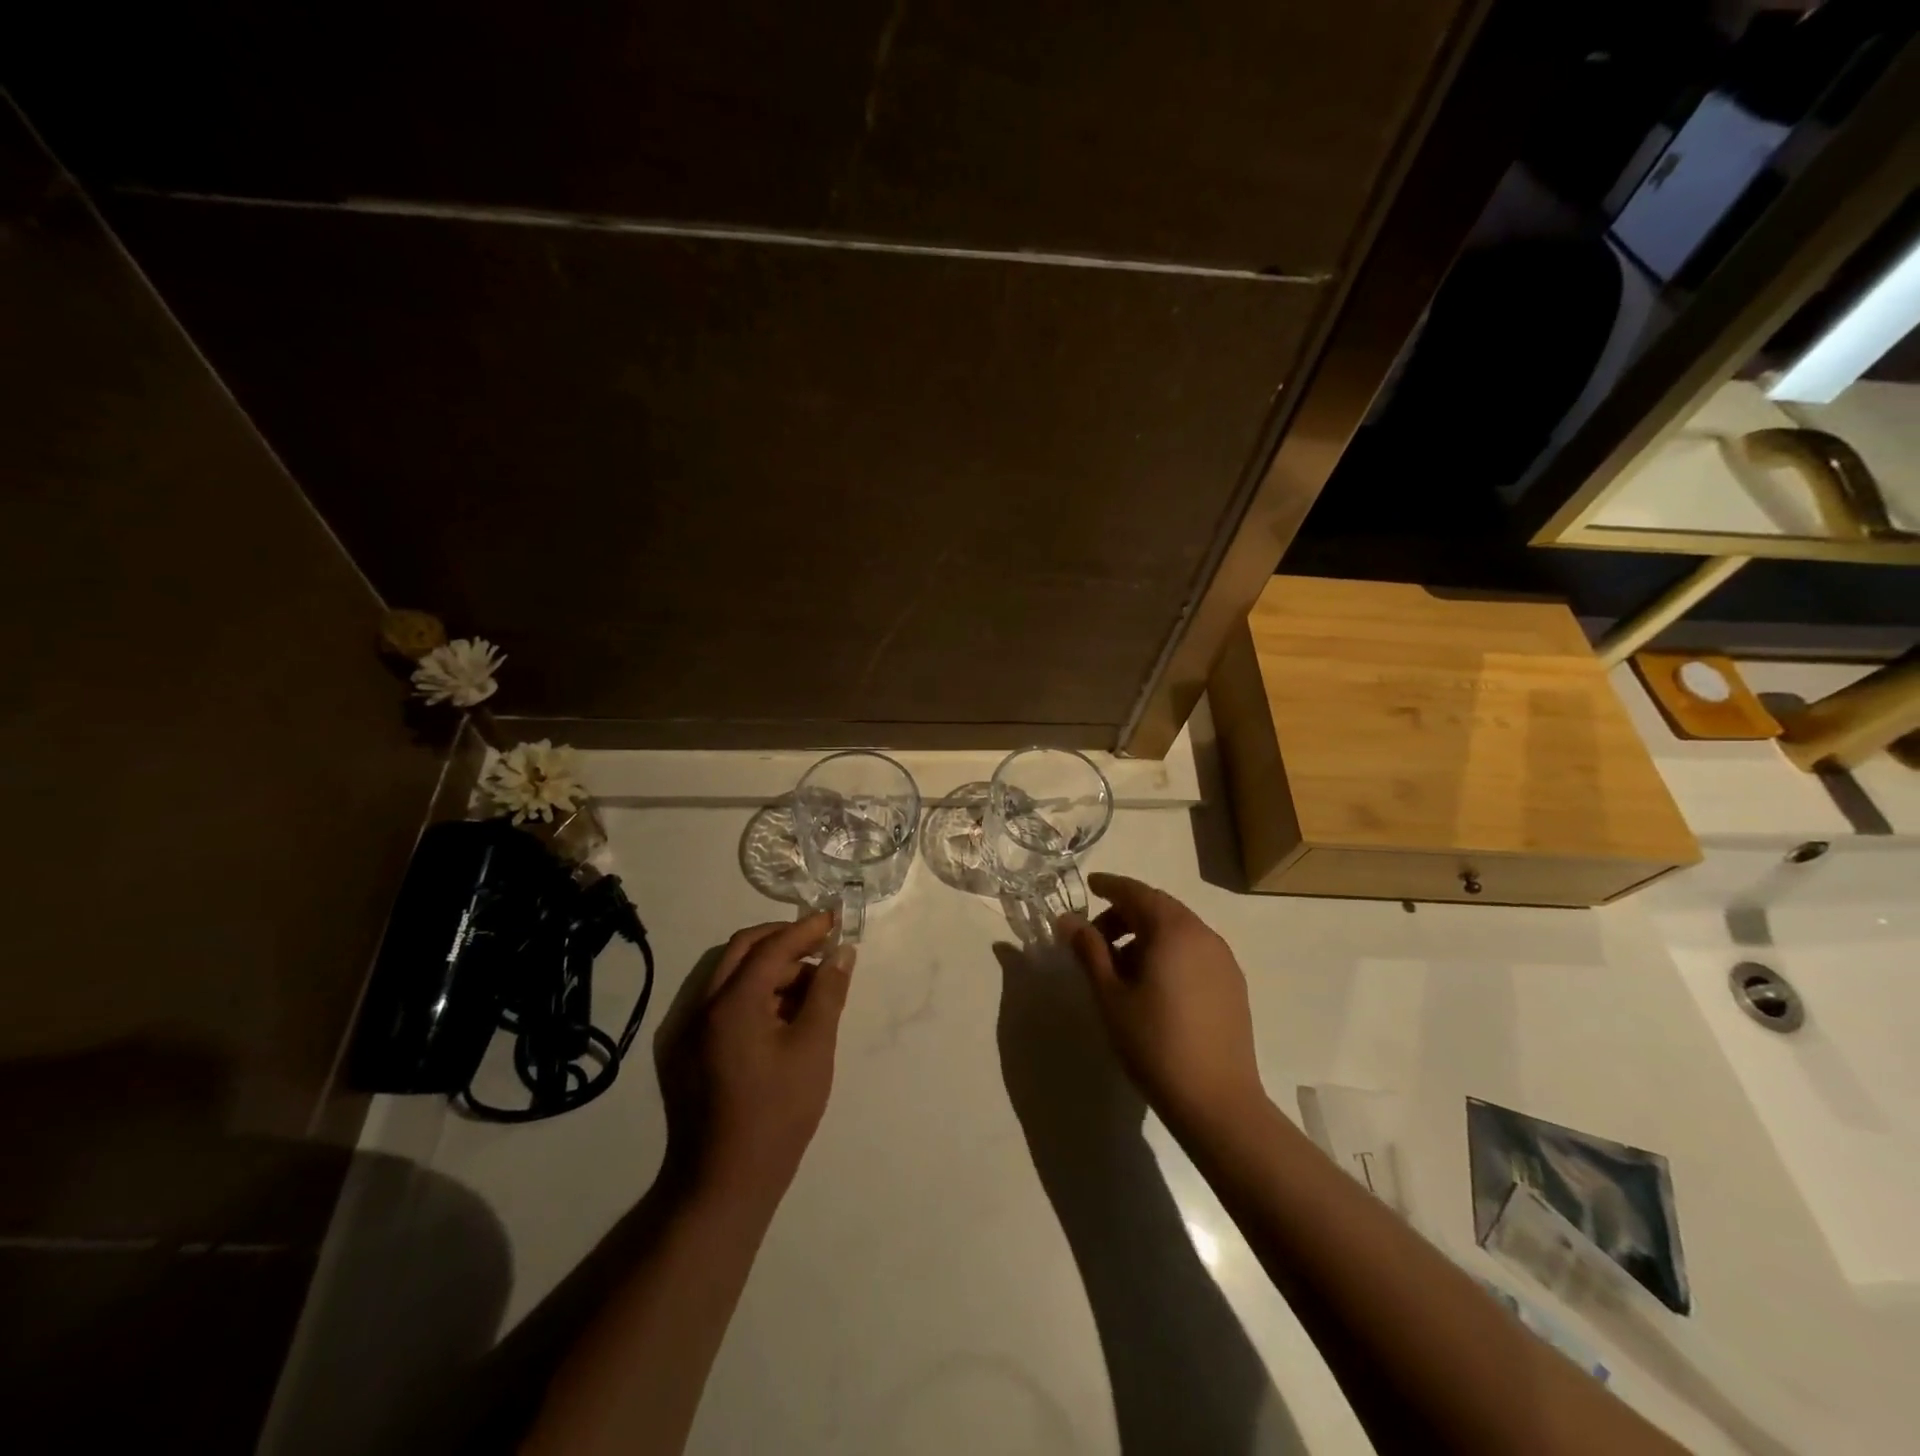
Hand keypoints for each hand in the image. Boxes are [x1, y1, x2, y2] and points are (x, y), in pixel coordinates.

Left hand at [677, 913, 852, 1205]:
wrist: (722, 1185)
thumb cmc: (776, 1115)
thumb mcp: (813, 1049)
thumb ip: (828, 993)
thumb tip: (841, 953)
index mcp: (730, 1004)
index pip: (771, 947)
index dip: (805, 930)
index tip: (834, 920)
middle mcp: (699, 1006)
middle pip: (742, 951)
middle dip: (782, 941)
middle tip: (820, 948)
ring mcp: (685, 1029)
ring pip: (729, 975)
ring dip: (768, 968)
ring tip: (808, 986)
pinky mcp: (682, 1051)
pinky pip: (718, 1002)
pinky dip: (750, 994)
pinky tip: (780, 1014)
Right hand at [1061, 874, 1265, 1133]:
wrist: (1217, 1102)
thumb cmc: (1154, 1043)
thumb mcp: (1110, 995)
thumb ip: (1089, 951)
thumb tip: (1068, 920)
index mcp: (1174, 930)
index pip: (1137, 892)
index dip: (1110, 885)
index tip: (1089, 885)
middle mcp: (1204, 935)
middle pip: (1159, 908)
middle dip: (1125, 913)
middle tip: (1095, 936)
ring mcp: (1223, 960)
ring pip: (1178, 930)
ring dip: (1146, 935)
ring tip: (1119, 967)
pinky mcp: (1232, 985)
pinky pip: (1194, 951)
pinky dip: (1168, 952)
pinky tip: (1151, 985)